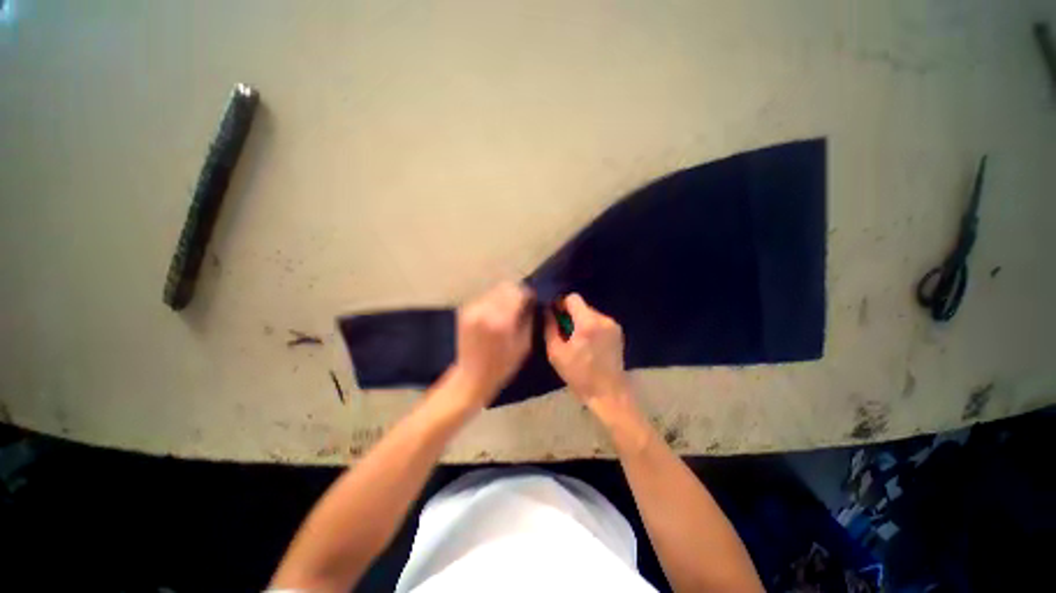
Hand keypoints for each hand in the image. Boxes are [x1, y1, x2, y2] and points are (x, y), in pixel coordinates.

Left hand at [448, 282, 533, 409]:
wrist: (471, 377)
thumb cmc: (502, 365)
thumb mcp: (524, 344)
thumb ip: (528, 319)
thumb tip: (530, 302)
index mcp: (501, 320)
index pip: (518, 292)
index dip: (528, 294)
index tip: (531, 301)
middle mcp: (485, 310)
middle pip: (506, 287)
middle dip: (516, 293)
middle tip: (521, 305)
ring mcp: (472, 309)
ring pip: (494, 290)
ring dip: (504, 297)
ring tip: (507, 311)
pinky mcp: (464, 311)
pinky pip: (484, 298)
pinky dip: (493, 302)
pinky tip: (495, 315)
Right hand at [544, 294, 635, 419]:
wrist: (608, 393)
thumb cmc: (579, 375)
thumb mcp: (556, 353)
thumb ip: (549, 327)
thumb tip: (547, 311)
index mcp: (588, 322)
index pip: (573, 298)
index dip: (561, 304)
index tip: (555, 316)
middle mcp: (603, 319)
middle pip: (582, 306)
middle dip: (570, 314)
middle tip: (563, 331)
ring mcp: (613, 325)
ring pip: (590, 313)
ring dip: (580, 321)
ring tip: (576, 339)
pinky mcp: (618, 332)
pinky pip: (599, 321)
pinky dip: (590, 327)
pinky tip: (588, 344)